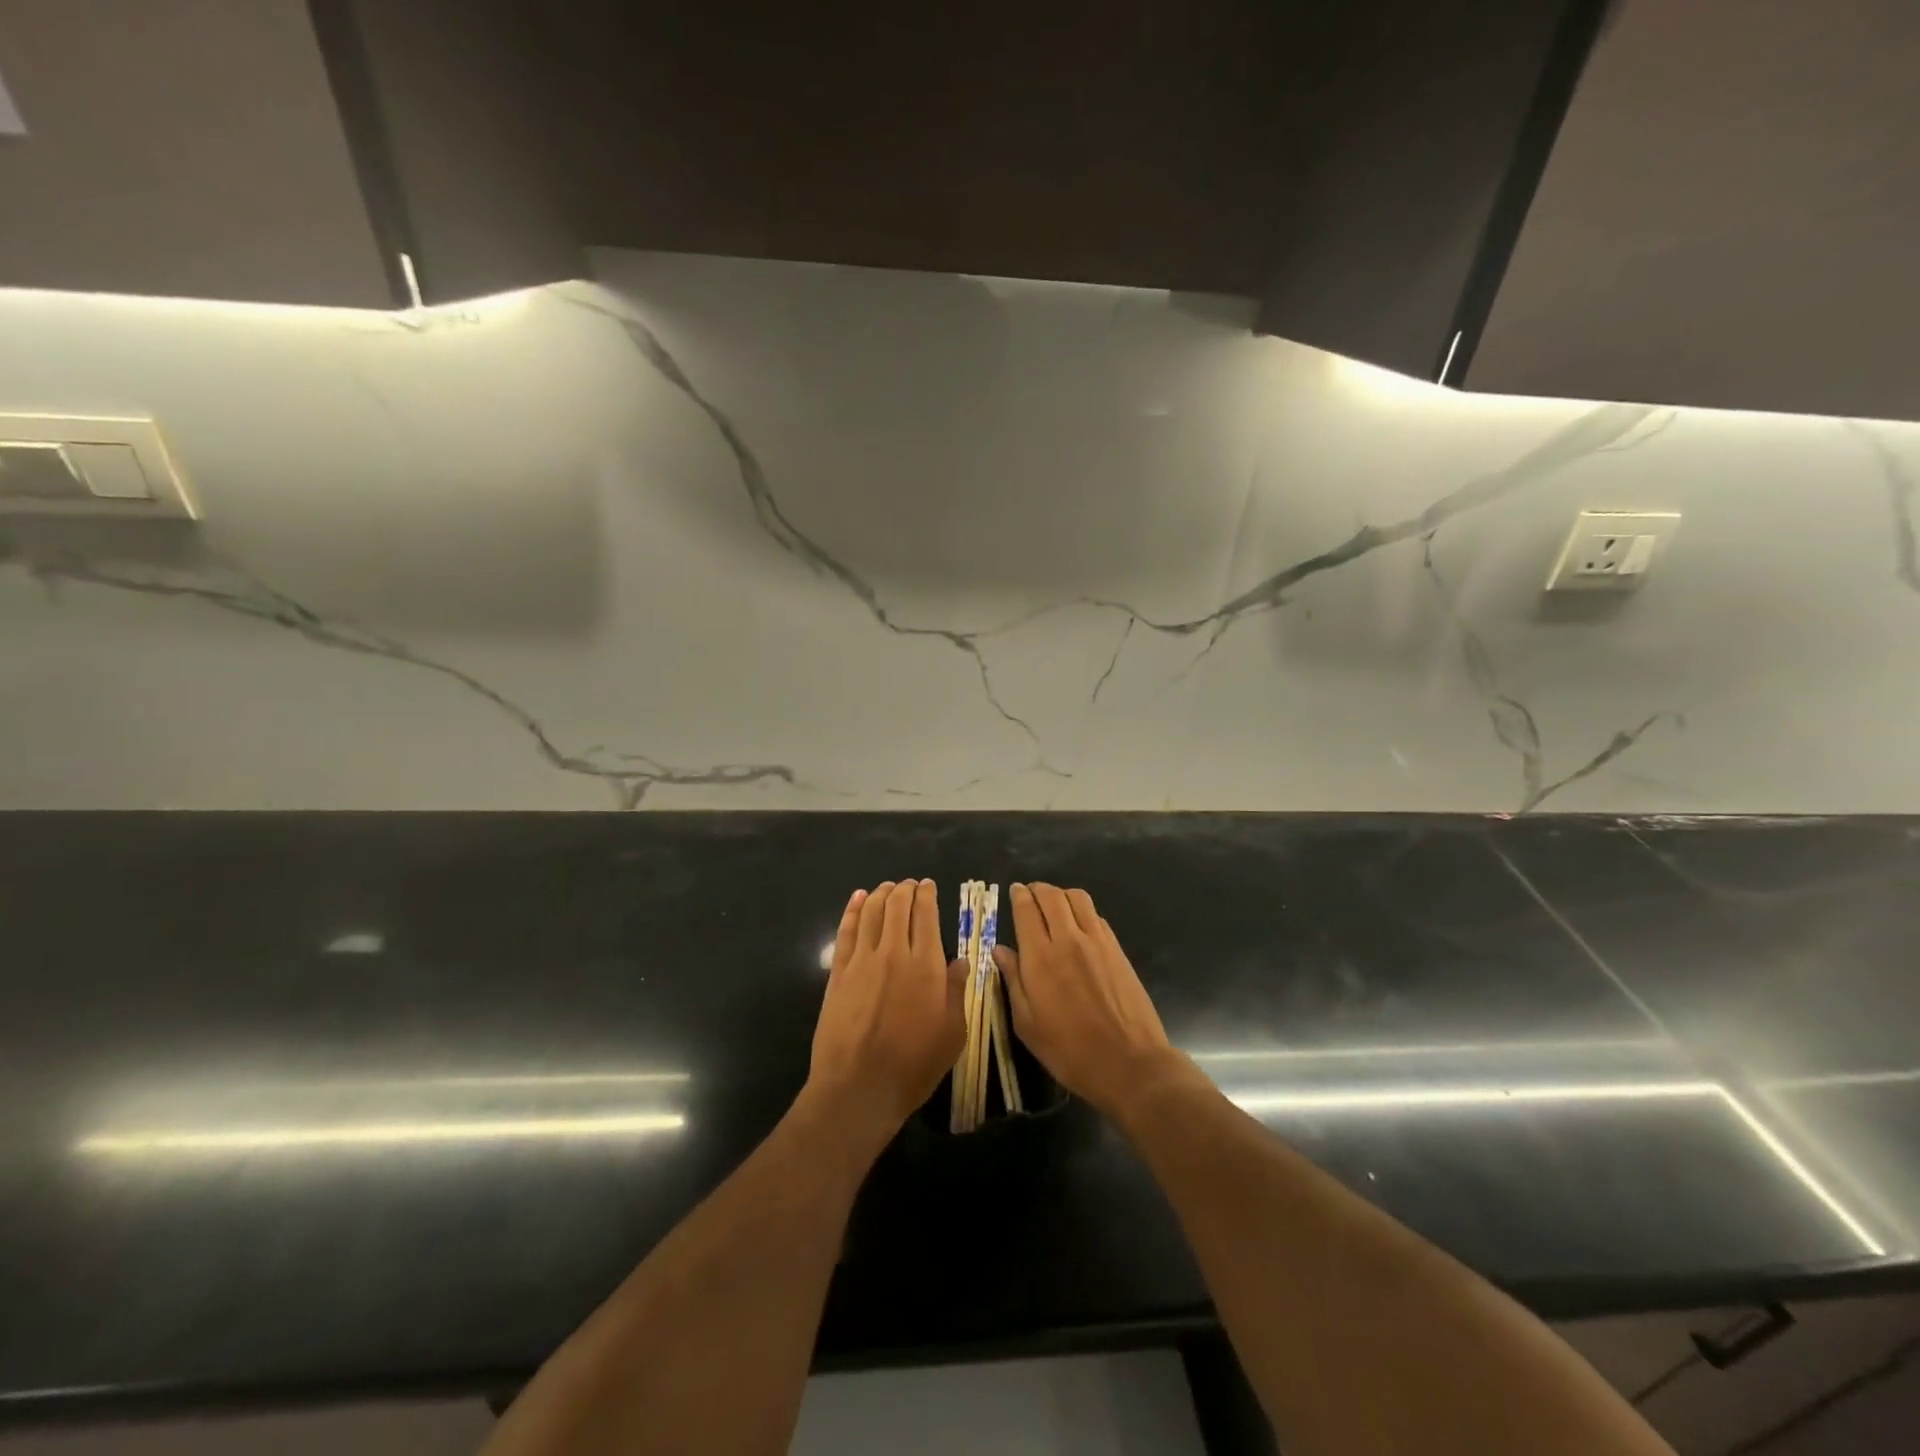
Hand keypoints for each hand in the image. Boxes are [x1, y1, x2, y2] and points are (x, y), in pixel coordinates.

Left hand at [808, 881, 965, 1149]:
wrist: (859, 1086)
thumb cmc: (914, 1064)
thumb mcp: (952, 1033)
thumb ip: (956, 991)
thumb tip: (961, 961)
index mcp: (926, 964)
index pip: (926, 915)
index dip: (927, 895)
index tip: (928, 886)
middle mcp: (894, 952)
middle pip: (898, 906)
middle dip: (905, 889)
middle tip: (910, 884)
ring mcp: (862, 960)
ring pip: (872, 912)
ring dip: (881, 894)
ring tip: (887, 887)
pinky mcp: (839, 972)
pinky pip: (847, 931)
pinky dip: (853, 910)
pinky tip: (858, 899)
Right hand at [995, 883, 1184, 1120]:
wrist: (1129, 1063)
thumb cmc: (1070, 1051)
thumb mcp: (1027, 1024)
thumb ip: (1013, 981)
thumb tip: (1000, 950)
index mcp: (1040, 957)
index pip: (1027, 909)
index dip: (1019, 895)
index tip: (1014, 891)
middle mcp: (1068, 939)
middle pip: (1052, 895)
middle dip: (1038, 889)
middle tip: (1030, 893)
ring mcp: (1097, 942)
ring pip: (1078, 898)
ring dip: (1062, 894)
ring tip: (1054, 905)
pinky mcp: (1117, 949)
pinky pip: (1096, 916)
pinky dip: (1083, 911)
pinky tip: (1079, 926)